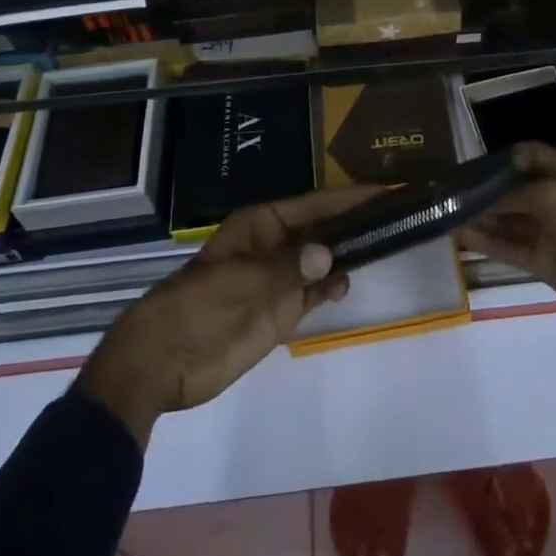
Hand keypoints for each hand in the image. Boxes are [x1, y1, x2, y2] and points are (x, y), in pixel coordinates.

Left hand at [76, 184, 378, 446]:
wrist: (160, 364)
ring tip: (384, 245)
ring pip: (321, 261)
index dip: (347, 199)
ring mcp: (278, 281)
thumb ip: (287, 269)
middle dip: (353, 224)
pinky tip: (347, 283)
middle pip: (322, 230)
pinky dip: (330, 288)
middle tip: (395, 217)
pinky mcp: (278, 314)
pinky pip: (312, 294)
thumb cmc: (196, 308)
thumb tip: (331, 255)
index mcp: (261, 226)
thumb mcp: (240, 283)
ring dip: (346, 254)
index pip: (314, 205)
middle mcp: (275, 246)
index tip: (383, 191)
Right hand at [458, 143, 555, 369]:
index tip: (466, 167)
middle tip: (445, 192)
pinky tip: (460, 235)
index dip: (496, 160)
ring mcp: (549, 230)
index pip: (525, 157)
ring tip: (444, 213)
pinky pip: (510, 247)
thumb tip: (479, 199)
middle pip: (512, 189)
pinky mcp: (544, 261)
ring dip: (479, 216)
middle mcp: (555, 197)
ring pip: (507, 219)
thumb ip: (515, 195)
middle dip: (482, 190)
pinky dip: (486, 241)